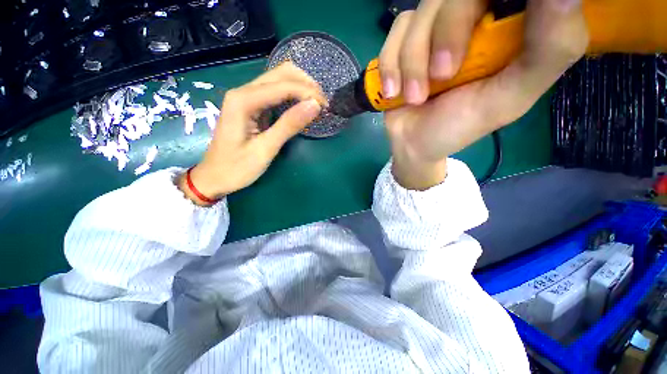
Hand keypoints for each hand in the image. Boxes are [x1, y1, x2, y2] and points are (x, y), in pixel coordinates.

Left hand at [179, 62, 327, 204]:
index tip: (325, 107)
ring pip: (279, 79)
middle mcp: (243, 91)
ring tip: (317, 105)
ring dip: (301, 88)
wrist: (214, 177)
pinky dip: (293, 96)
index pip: (283, 85)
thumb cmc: (237, 168)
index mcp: (243, 100)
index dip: (307, 93)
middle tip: (323, 105)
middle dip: (306, 85)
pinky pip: (276, 93)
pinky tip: (302, 107)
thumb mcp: (265, 149)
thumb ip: (289, 125)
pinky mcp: (252, 106)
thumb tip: (315, 106)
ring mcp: (247, 97)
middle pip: (281, 73)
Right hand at [379, 0, 587, 189]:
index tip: (487, 35)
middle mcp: (473, 17)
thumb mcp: (509, 99)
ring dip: (413, 62)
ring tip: (414, 98)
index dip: (492, 2)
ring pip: (422, 13)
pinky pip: (396, 32)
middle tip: (442, 77)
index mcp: (510, 26)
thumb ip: (548, 52)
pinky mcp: (404, 40)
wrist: (413, 143)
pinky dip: (391, 65)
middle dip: (446, 35)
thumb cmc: (459, 126)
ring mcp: (434, 27)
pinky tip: (393, 92)